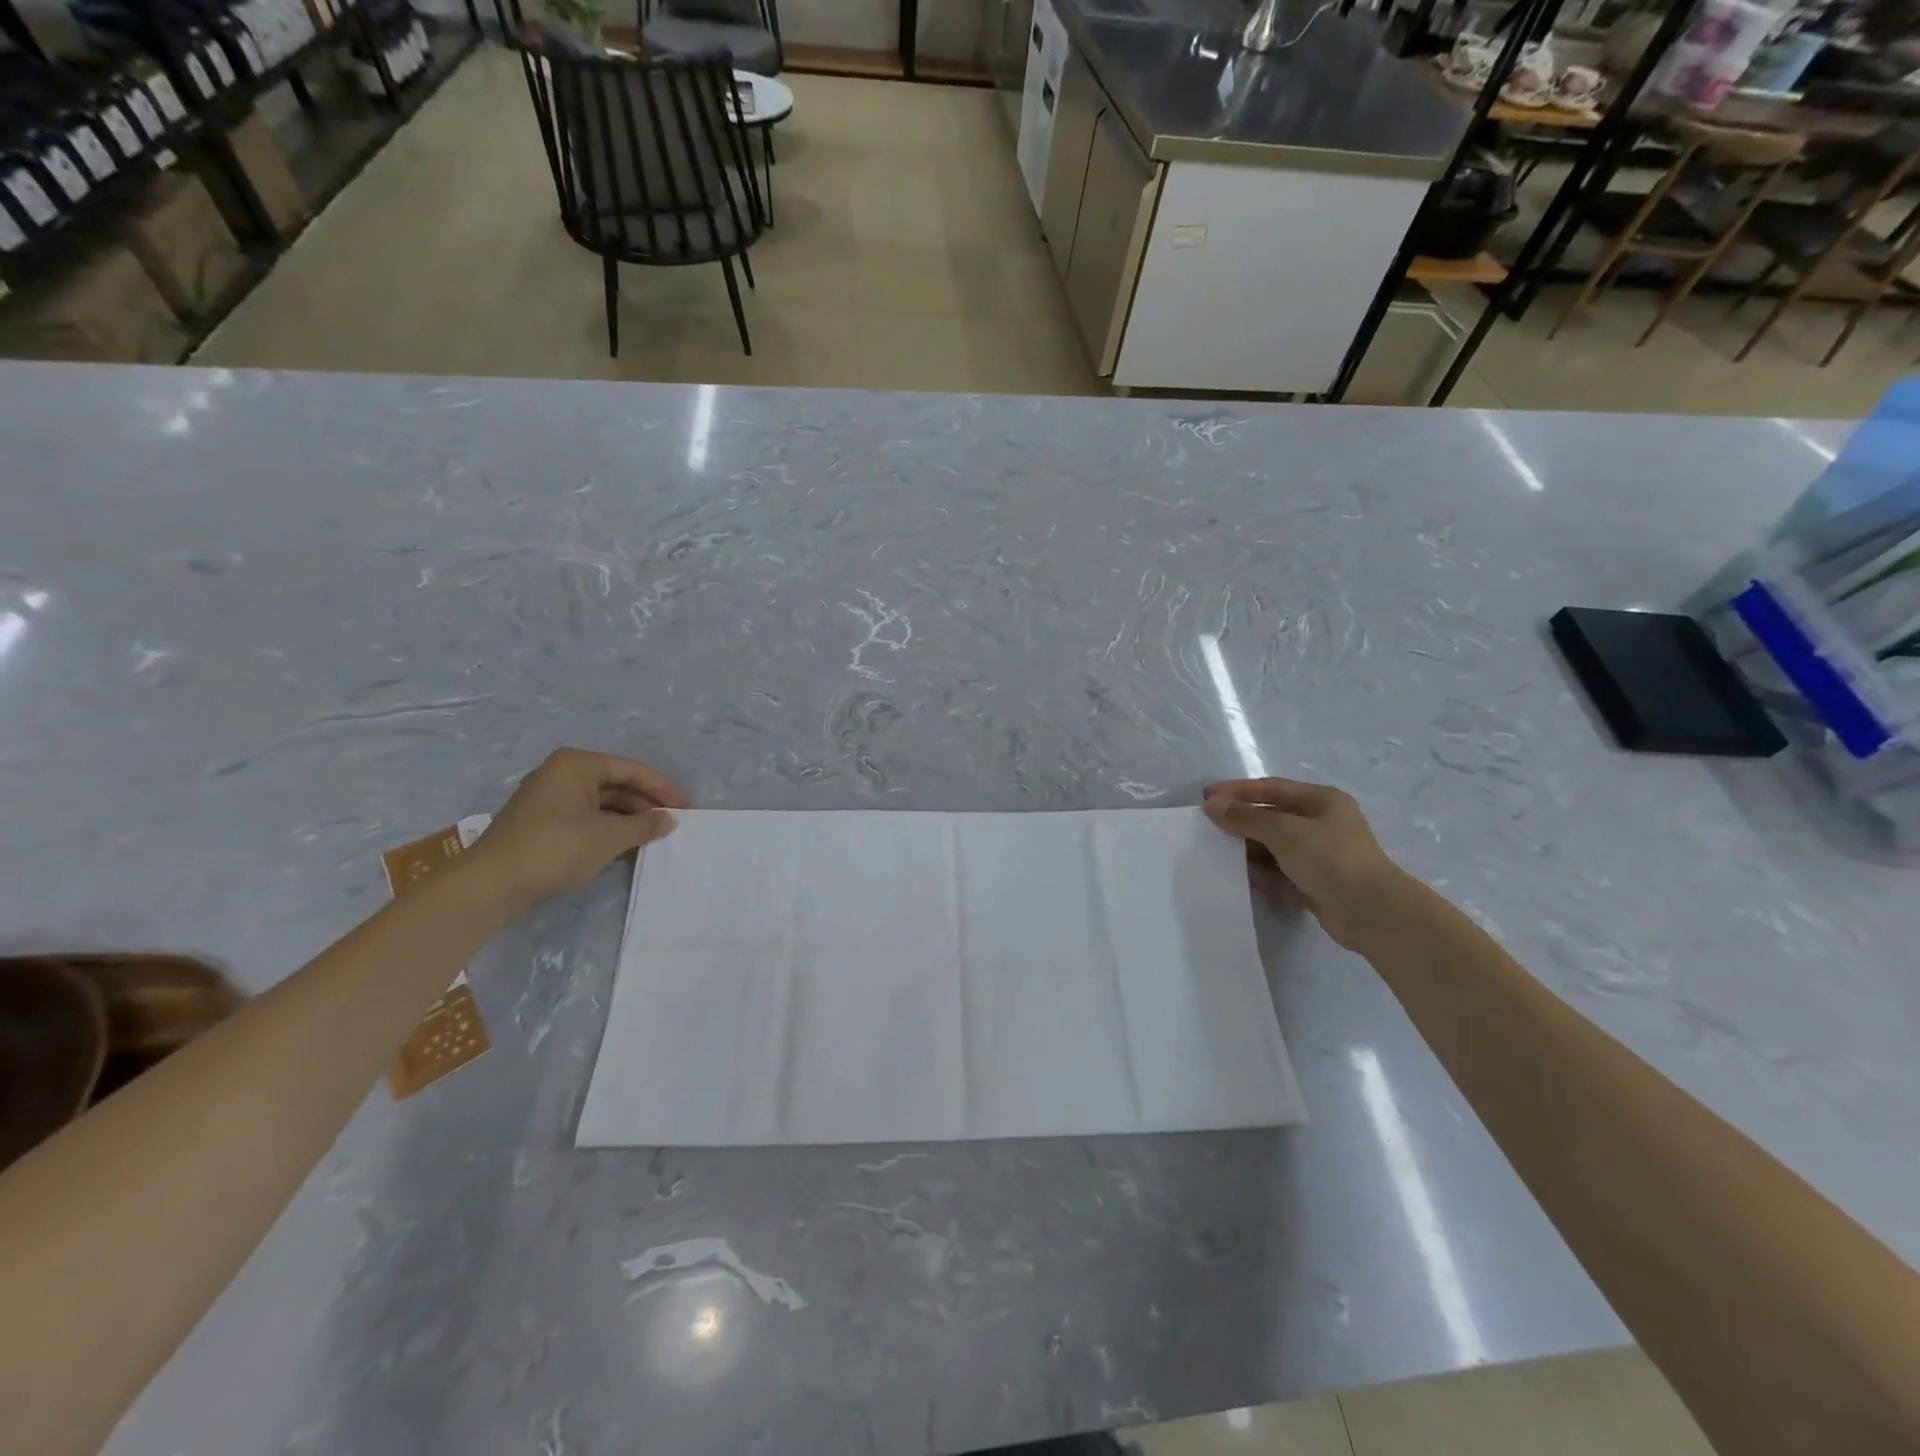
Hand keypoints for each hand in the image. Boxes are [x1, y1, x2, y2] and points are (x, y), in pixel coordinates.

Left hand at [463, 748, 690, 913]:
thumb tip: (668, 820)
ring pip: (601, 803)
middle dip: (645, 804)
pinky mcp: (541, 824)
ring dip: (628, 819)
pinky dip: (608, 829)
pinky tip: (626, 846)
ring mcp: (548, 799)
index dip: (662, 788)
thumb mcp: (609, 836)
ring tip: (654, 836)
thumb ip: (644, 825)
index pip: (631, 769)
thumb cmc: (556, 848)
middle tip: (672, 822)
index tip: (687, 806)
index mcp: (577, 765)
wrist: (491, 884)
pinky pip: (586, 818)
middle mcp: (561, 774)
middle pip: (616, 784)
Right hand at [1202, 778, 1407, 951]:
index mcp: (1321, 800)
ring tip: (1215, 849)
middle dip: (1240, 818)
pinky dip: (1260, 870)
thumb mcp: (1283, 831)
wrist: (1370, 911)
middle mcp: (1322, 822)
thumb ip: (1245, 817)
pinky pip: (1279, 869)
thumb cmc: (1329, 858)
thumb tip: (1212, 804)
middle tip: (1206, 824)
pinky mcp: (1315, 881)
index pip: (1271, 788)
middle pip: (1272, 815)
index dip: (1237, 790)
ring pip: (1274, 843)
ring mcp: (1320, 853)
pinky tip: (1238, 873)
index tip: (1206, 797)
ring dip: (1247, 845)